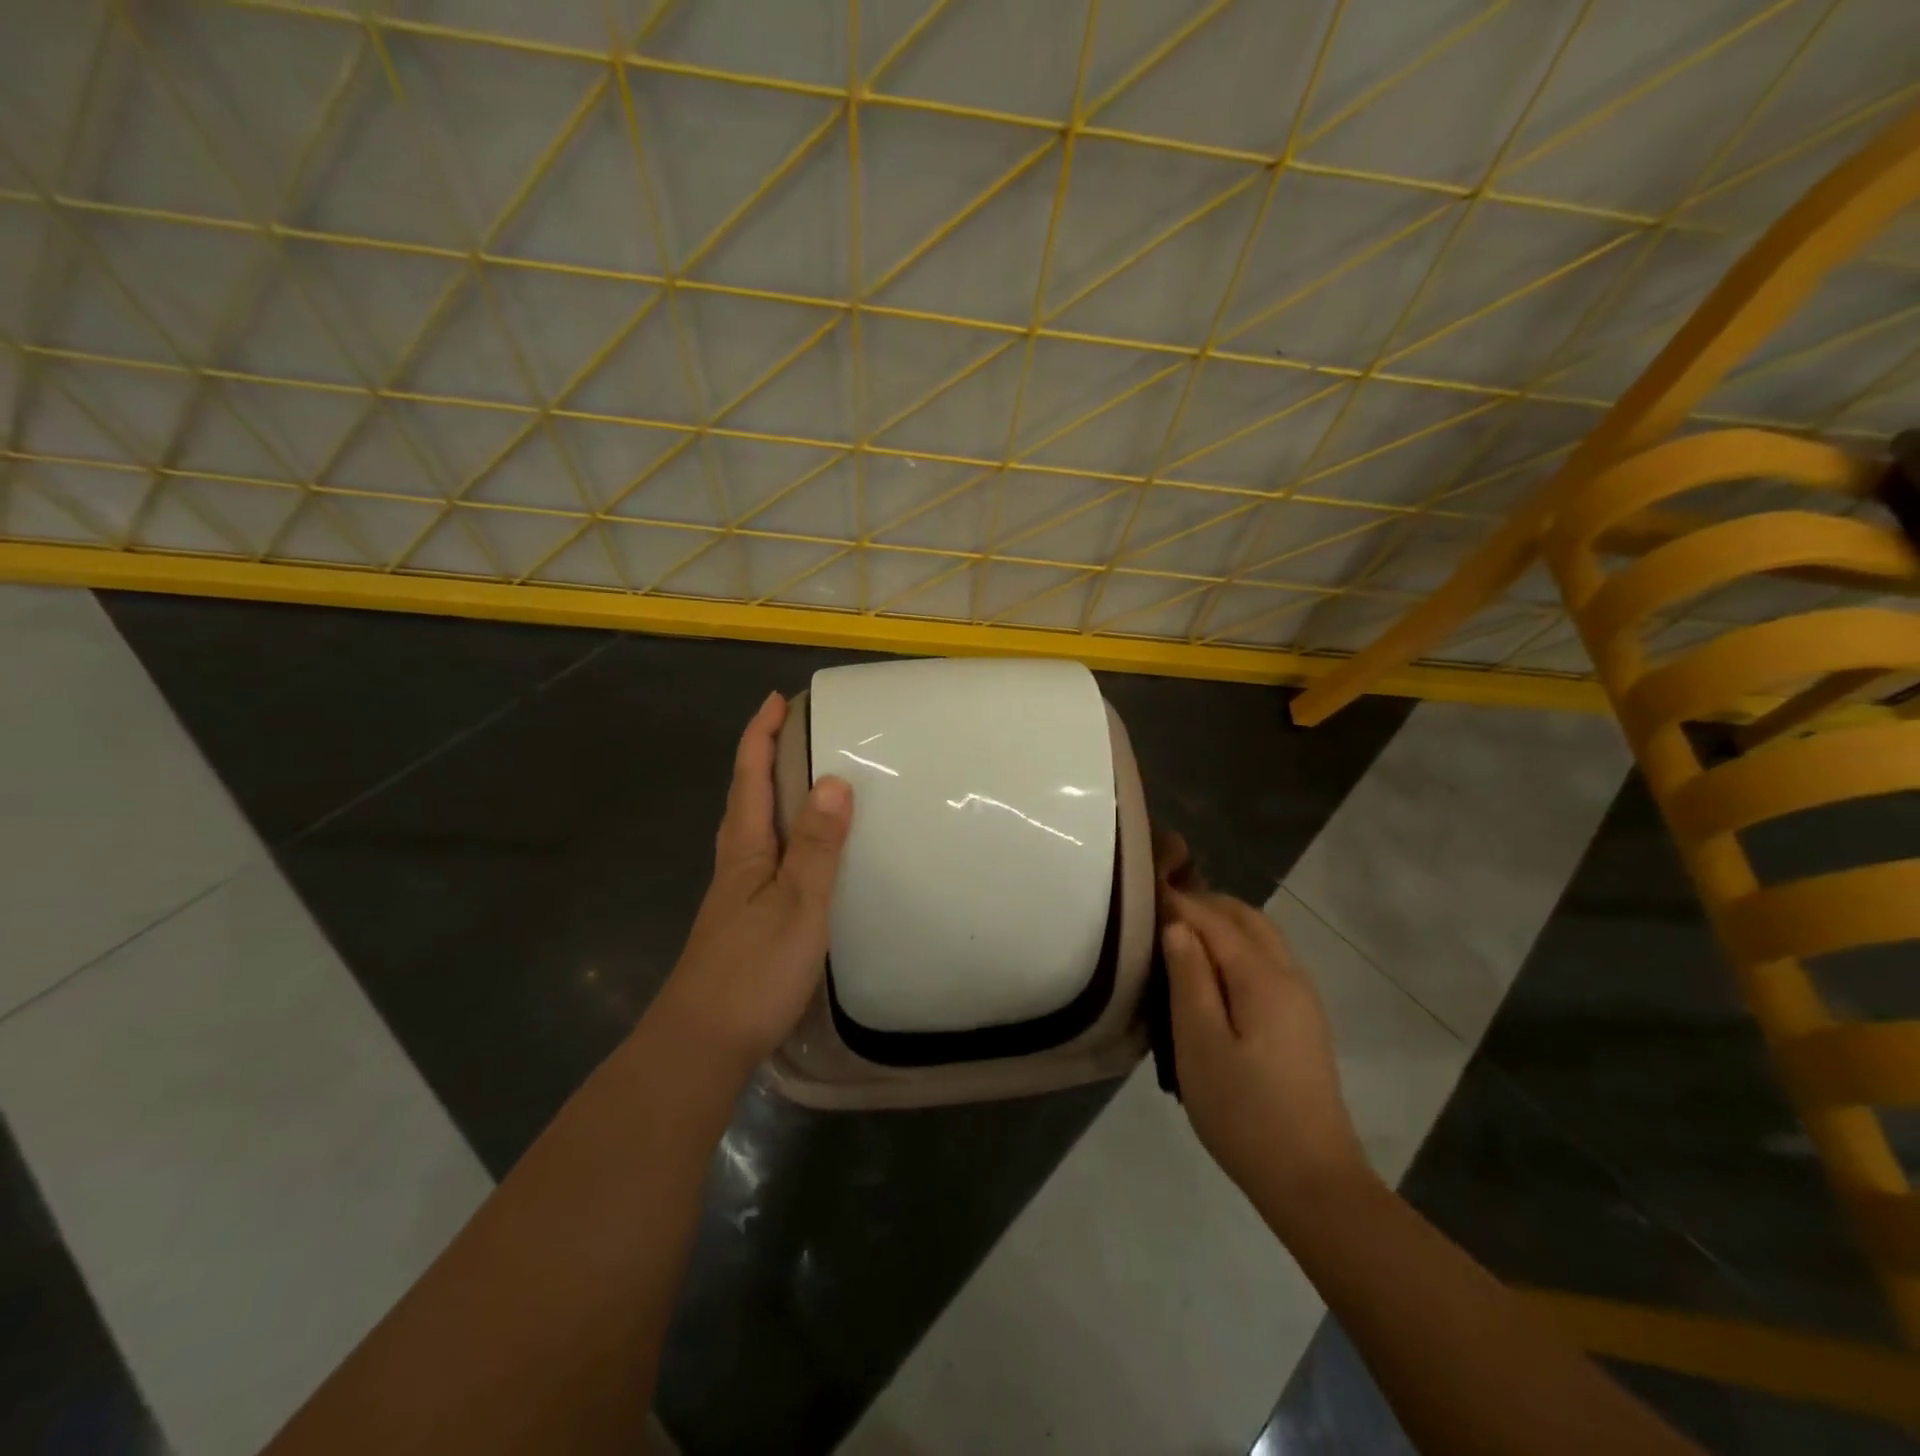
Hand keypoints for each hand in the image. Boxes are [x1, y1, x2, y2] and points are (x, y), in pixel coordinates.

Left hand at [654, 692, 853, 1072]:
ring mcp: (736, 892)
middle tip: (797, 730)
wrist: (702, 1044)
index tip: (777, 700)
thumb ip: (817, 845)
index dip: (760, 735)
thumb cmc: (752, 971)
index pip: (749, 776)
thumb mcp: (797, 904)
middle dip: (764, 755)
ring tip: (805, 778)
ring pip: (753, 826)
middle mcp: (735, 862)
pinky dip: (783, 832)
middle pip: (746, 795)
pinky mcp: (744, 918)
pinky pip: (766, 856)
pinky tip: (803, 851)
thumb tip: (833, 780)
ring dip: (771, 792)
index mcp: (744, 848)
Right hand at [1159, 886, 1370, 1214]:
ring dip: (1223, 924)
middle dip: (1205, 904)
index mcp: (1262, 977)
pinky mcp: (1303, 1022)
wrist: (1312, 1180)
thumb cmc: (1244, 1112)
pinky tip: (1212, 971)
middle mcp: (1289, 976)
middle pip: (1247, 918)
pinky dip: (1238, 948)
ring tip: (1180, 933)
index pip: (1215, 920)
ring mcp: (1302, 1000)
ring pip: (1262, 938)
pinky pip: (1268, 962)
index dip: (1179, 902)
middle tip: (1160, 906)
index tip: (1143, 890)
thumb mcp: (1200, 1043)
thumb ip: (1189, 978)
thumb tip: (1177, 928)